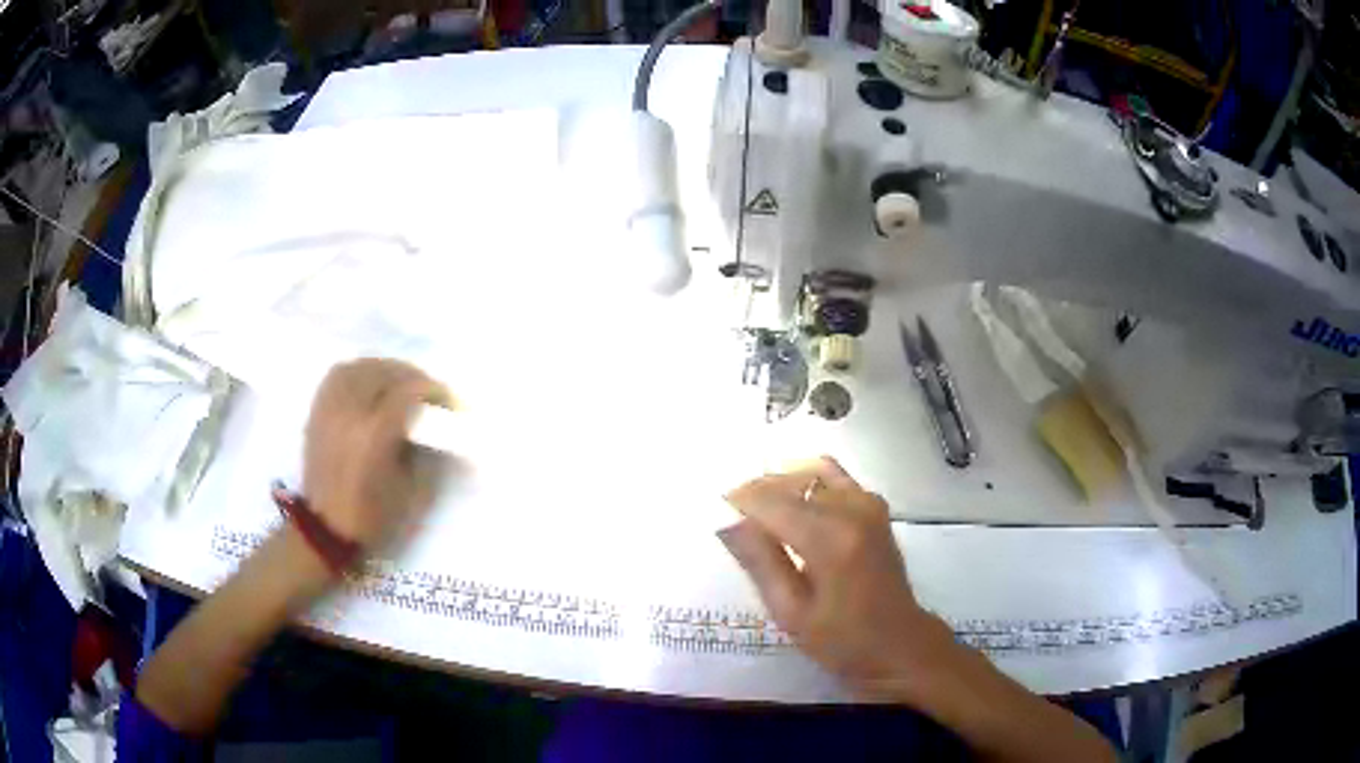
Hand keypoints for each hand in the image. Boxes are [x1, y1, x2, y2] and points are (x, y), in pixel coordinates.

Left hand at [303, 358, 447, 550]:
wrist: (325, 530)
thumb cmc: (373, 517)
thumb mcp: (412, 491)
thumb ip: (427, 451)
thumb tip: (438, 424)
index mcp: (375, 434)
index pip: (409, 391)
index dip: (434, 389)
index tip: (449, 401)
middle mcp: (350, 412)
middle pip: (384, 372)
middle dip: (412, 376)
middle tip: (428, 392)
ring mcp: (330, 409)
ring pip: (360, 367)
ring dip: (385, 369)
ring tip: (399, 384)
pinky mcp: (317, 412)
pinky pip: (339, 375)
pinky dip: (359, 372)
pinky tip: (370, 384)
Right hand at [721, 457, 954, 697]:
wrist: (899, 643)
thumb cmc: (842, 641)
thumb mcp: (791, 613)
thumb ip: (760, 563)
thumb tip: (727, 523)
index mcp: (829, 541)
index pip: (771, 502)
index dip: (739, 500)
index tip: (715, 509)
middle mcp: (851, 510)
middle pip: (790, 482)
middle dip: (756, 492)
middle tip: (733, 516)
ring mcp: (868, 504)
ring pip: (811, 472)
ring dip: (782, 484)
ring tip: (760, 509)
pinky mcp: (876, 507)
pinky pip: (835, 477)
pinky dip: (809, 481)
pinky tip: (795, 505)